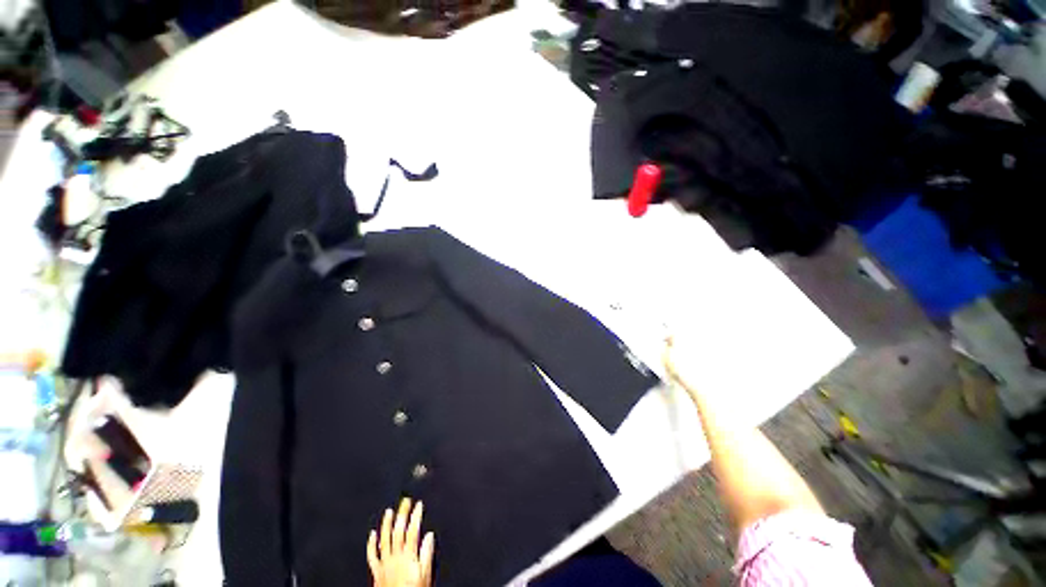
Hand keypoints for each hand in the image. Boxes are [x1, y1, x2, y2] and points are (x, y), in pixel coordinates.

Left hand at [367, 498, 434, 586]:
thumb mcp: (425, 575)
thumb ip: (426, 554)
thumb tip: (429, 536)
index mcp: (408, 556)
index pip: (413, 530)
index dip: (416, 516)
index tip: (418, 504)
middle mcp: (395, 557)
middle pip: (398, 531)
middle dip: (402, 514)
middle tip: (405, 501)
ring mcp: (384, 563)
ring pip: (384, 539)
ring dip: (386, 524)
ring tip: (389, 511)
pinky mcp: (376, 571)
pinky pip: (372, 555)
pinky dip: (372, 543)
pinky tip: (372, 534)